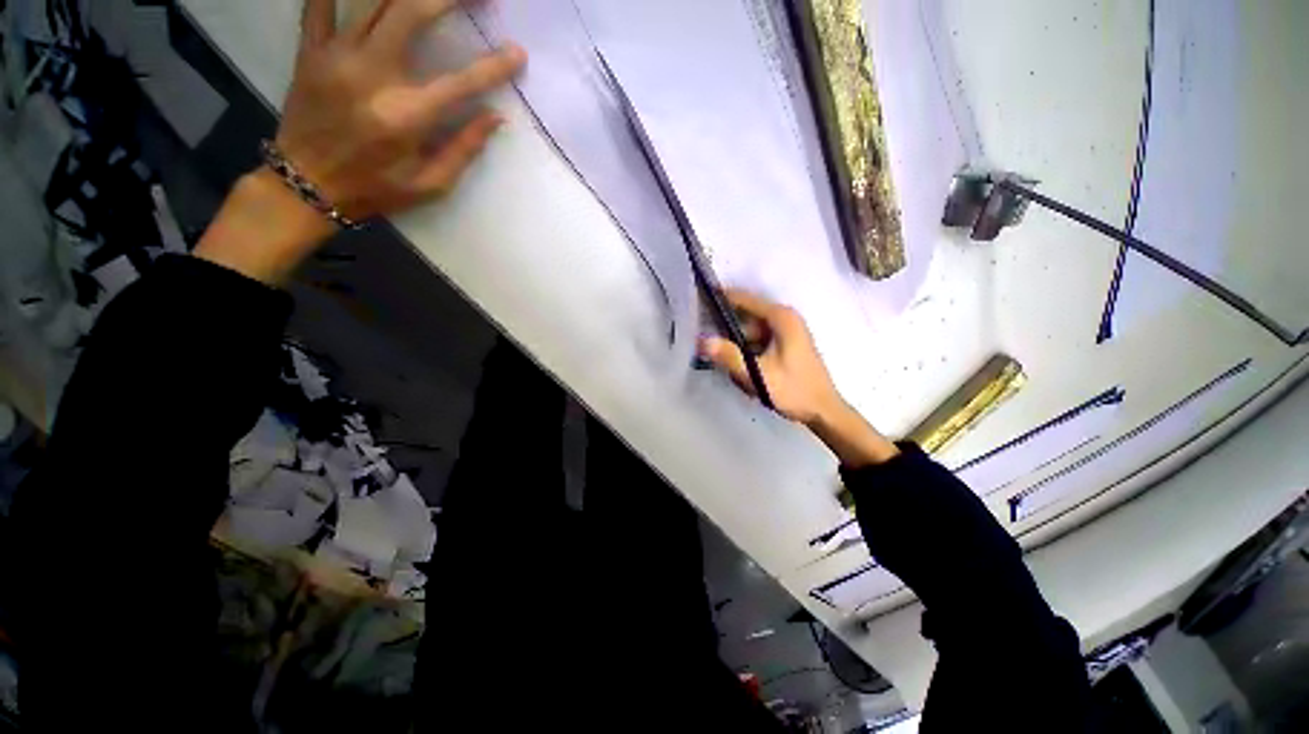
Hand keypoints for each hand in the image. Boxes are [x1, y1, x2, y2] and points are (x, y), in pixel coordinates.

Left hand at [196, 0, 525, 285]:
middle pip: (413, 11)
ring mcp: (335, 56)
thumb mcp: (430, 184)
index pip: (462, 82)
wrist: (304, 186)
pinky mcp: (310, 50)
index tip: (518, 53)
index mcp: (407, 116)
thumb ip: (463, 149)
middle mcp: (372, 74)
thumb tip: (496, 117)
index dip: (495, 66)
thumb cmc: (375, 189)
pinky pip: (319, 2)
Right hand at [699, 290, 898, 466]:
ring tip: (715, 352)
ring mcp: (786, 332)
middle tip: (700, 334)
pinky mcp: (785, 344)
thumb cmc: (793, 390)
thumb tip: (701, 340)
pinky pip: (757, 340)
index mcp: (781, 318)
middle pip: (745, 315)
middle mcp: (784, 318)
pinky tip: (735, 363)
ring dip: (734, 340)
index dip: (721, 298)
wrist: (823, 411)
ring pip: (750, 329)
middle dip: (724, 324)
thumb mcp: (758, 374)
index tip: (698, 300)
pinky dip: (744, 348)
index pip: (744, 298)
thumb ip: (729, 356)